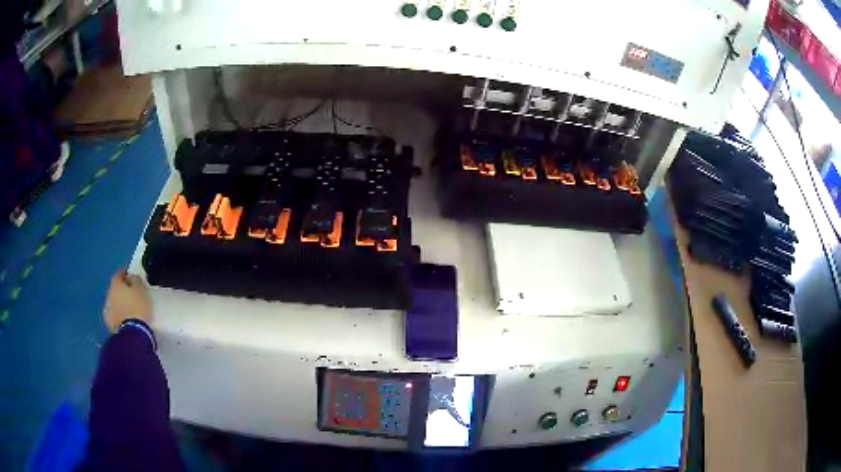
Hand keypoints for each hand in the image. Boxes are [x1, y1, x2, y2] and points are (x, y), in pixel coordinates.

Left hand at [104, 271, 152, 331]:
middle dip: (122, 290)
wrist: (133, 332)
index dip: (125, 274)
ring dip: (120, 303)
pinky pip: (114, 314)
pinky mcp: (109, 322)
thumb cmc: (138, 307)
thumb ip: (135, 280)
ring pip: (114, 302)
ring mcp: (108, 309)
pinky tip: (125, 319)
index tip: (132, 277)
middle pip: (115, 288)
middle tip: (132, 294)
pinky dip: (119, 314)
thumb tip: (131, 277)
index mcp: (116, 283)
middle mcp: (109, 293)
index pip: (119, 274)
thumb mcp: (142, 290)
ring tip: (129, 309)